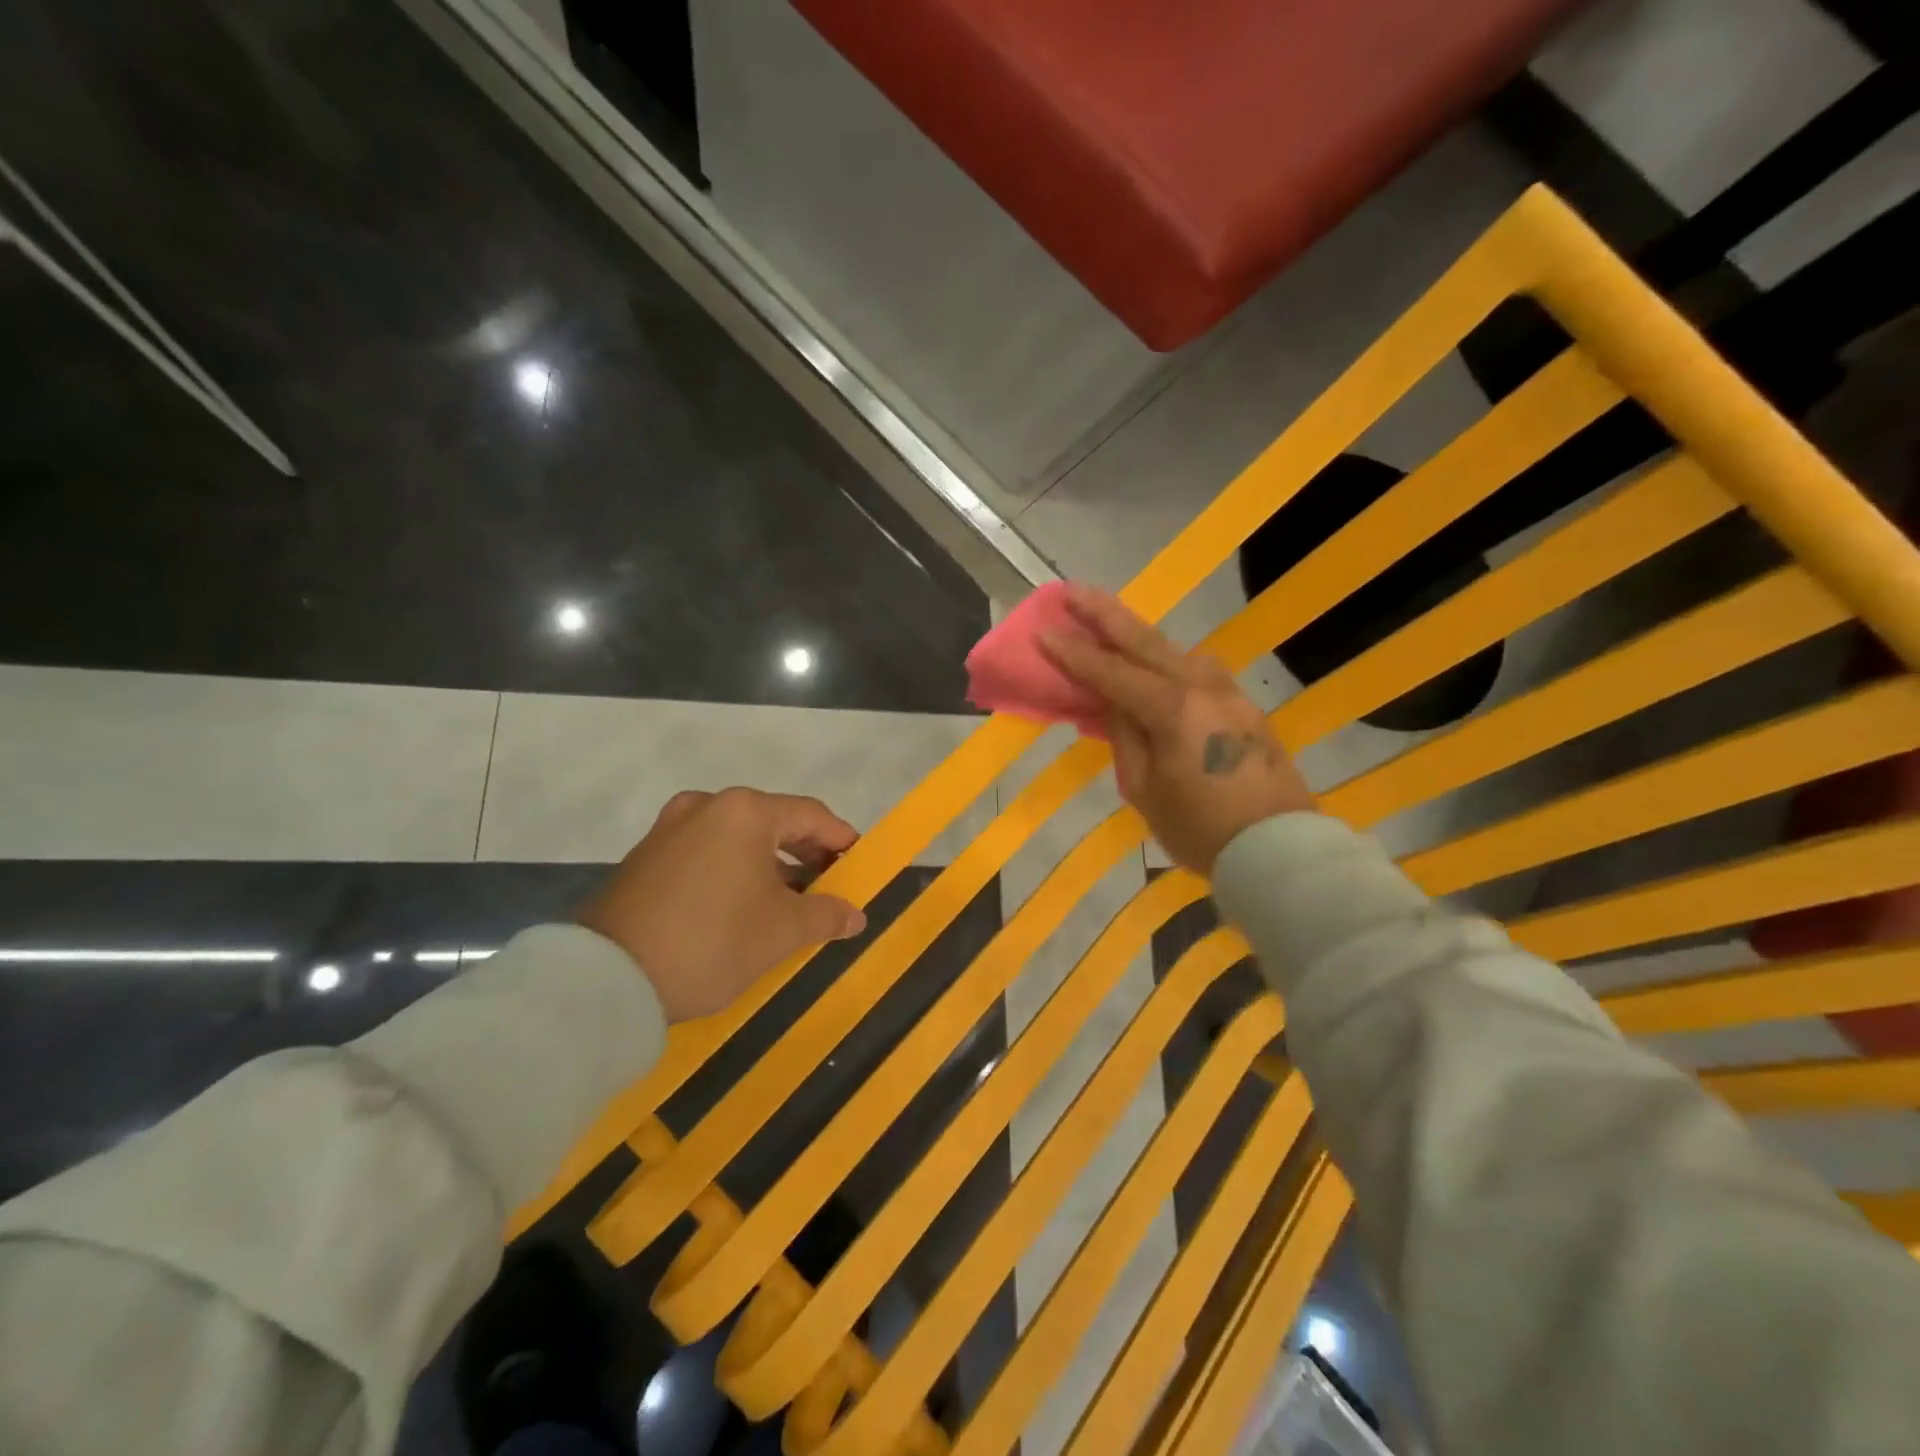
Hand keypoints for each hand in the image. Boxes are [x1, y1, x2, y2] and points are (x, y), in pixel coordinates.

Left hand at [578, 788, 866, 1021]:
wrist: (608, 979)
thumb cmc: (712, 942)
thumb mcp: (781, 932)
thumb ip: (826, 915)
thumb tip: (856, 915)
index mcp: (745, 811)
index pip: (810, 815)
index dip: (840, 839)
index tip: (858, 863)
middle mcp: (707, 805)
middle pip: (773, 821)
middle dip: (805, 852)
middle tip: (828, 883)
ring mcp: (670, 828)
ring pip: (737, 837)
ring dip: (769, 863)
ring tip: (788, 898)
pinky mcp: (645, 854)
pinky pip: (706, 851)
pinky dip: (733, 868)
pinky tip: (741, 902)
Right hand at [1039, 586, 1315, 873]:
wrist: (1278, 848)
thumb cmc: (1201, 829)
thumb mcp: (1145, 790)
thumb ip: (1126, 737)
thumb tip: (1116, 704)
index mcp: (1173, 709)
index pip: (1112, 673)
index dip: (1074, 653)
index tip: (1043, 629)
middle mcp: (1203, 687)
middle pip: (1146, 641)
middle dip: (1104, 613)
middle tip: (1070, 590)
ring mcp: (1229, 692)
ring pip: (1175, 650)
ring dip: (1137, 632)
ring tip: (1107, 620)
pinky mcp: (1244, 705)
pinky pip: (1195, 670)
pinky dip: (1165, 658)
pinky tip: (1152, 663)